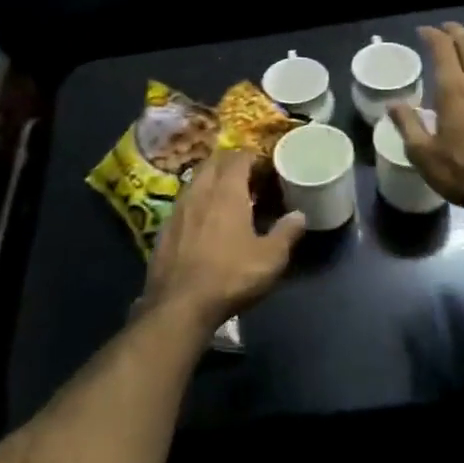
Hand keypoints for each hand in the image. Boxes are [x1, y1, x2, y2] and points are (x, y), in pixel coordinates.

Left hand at [143, 150, 305, 331]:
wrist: (179, 304)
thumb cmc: (230, 277)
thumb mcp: (270, 259)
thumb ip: (287, 233)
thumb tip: (299, 215)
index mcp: (226, 191)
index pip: (238, 157)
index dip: (253, 158)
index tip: (266, 170)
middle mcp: (200, 191)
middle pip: (214, 162)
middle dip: (231, 164)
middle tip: (248, 179)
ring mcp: (178, 207)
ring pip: (196, 179)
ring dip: (212, 179)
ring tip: (227, 197)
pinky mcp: (164, 226)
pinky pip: (184, 200)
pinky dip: (197, 200)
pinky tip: (205, 220)